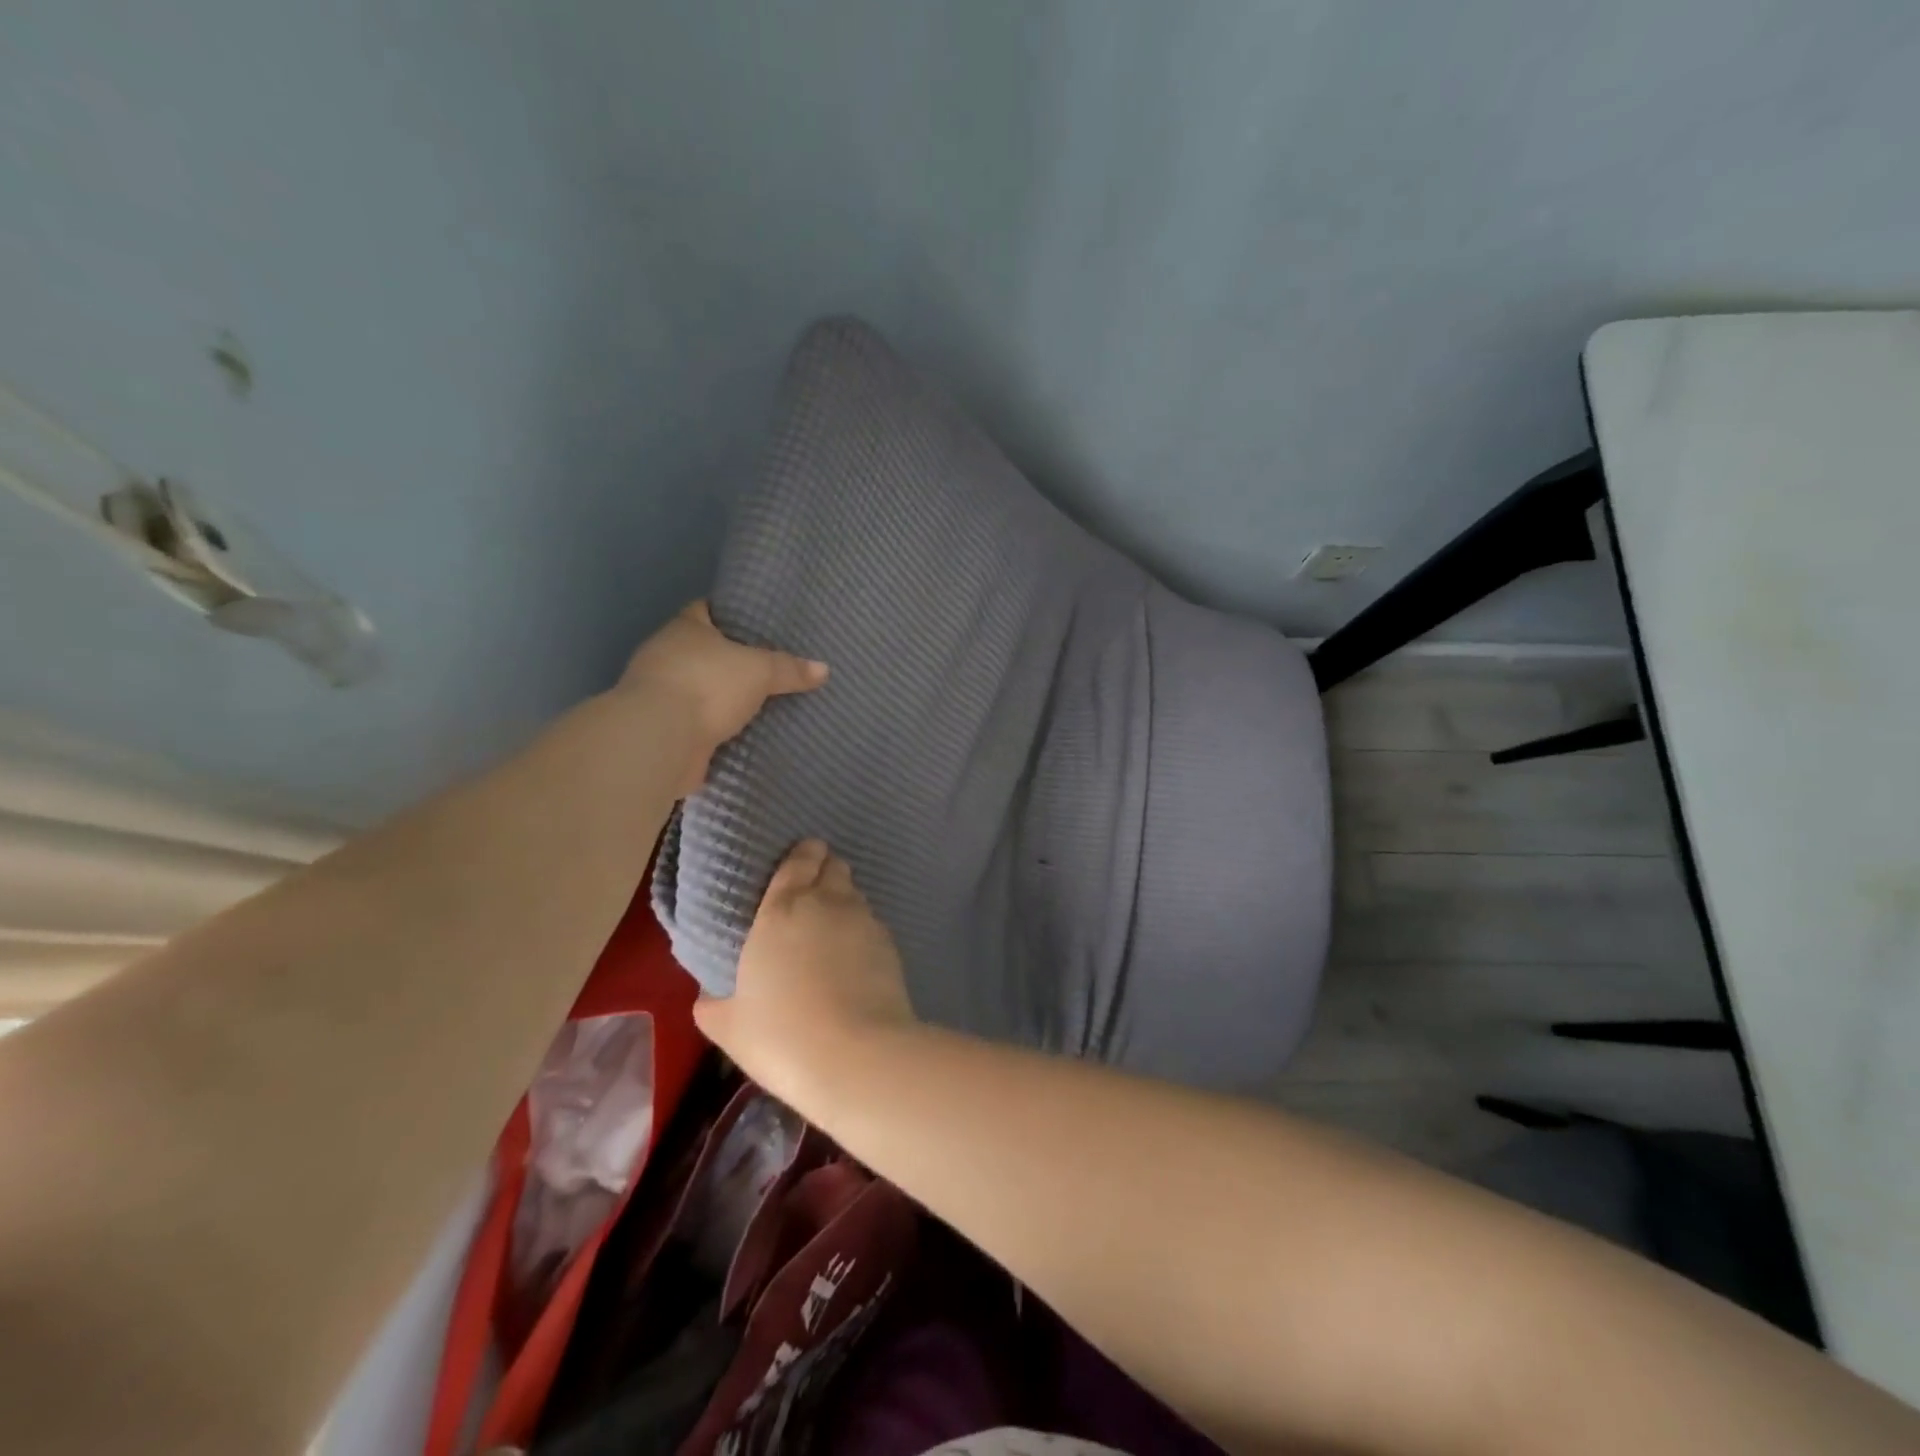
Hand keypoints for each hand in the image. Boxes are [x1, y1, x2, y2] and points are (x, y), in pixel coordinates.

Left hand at [619, 601, 827, 793]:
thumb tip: (823, 669)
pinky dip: (716, 729)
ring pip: (700, 690)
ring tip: (761, 702)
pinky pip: (698, 724)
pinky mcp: (665, 730)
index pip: (706, 610)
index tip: (757, 623)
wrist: (662, 738)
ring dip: (722, 699)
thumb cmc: (708, 685)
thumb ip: (789, 669)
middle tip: (769, 666)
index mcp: (684, 629)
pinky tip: (743, 734)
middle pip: (703, 652)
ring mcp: (661, 695)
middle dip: (731, 661)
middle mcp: (666, 656)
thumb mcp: (759, 670)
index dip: (730, 614)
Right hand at [693, 840, 916, 1110]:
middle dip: (825, 872)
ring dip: (844, 902)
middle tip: (812, 896)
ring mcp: (864, 921)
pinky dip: (863, 933)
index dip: (802, 855)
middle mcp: (827, 903)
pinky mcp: (891, 945)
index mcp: (782, 909)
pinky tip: (855, 958)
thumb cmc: (781, 1034)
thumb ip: (713, 1003)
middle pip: (833, 867)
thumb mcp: (728, 1025)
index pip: (798, 860)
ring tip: (833, 929)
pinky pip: (873, 925)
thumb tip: (707, 995)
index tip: (800, 860)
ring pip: (855, 894)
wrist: (856, 1056)